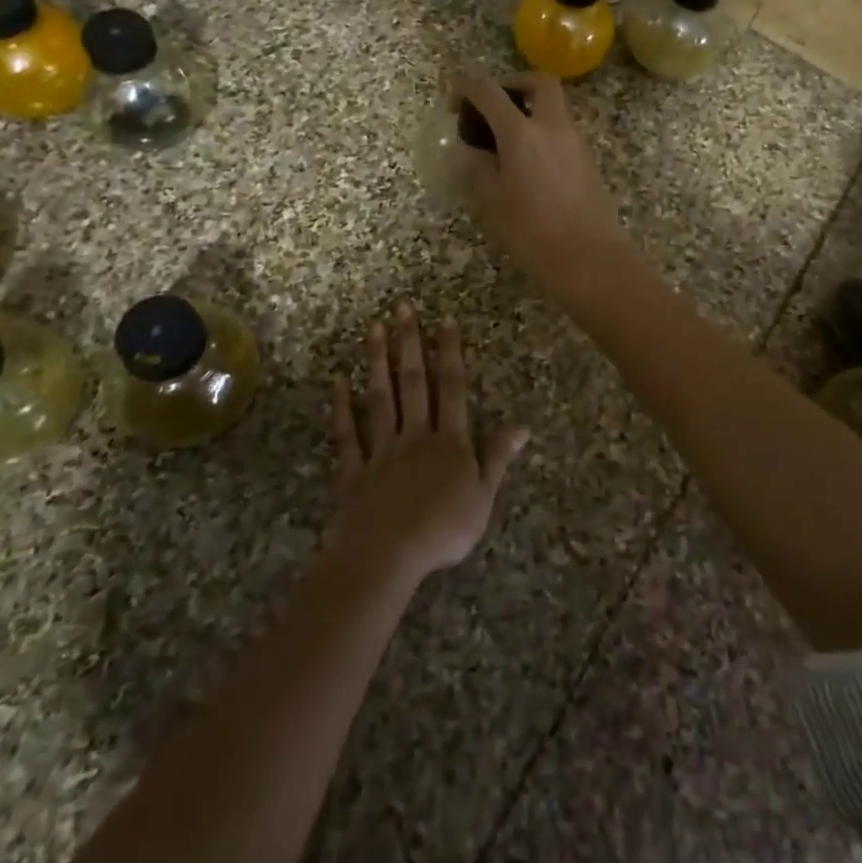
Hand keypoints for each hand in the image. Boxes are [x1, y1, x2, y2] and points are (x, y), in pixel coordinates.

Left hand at [327, 303, 528, 586]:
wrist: (388, 555)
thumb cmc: (443, 529)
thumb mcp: (483, 497)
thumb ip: (498, 456)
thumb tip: (523, 425)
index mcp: (449, 441)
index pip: (452, 388)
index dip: (450, 353)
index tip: (445, 320)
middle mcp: (415, 434)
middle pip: (414, 382)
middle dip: (410, 343)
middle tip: (402, 307)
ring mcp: (382, 449)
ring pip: (380, 398)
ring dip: (378, 362)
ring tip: (374, 328)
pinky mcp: (354, 470)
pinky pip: (347, 434)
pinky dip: (342, 407)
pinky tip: (339, 381)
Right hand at [450, 70, 633, 299]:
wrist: (590, 259)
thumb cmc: (533, 232)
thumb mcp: (492, 201)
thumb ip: (476, 168)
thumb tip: (467, 151)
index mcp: (522, 132)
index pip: (490, 92)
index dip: (467, 85)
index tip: (452, 90)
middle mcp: (552, 126)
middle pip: (538, 82)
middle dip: (513, 83)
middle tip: (492, 104)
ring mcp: (575, 141)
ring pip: (554, 106)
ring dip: (530, 108)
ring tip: (505, 138)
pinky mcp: (587, 160)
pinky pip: (562, 130)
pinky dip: (542, 130)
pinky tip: (526, 161)